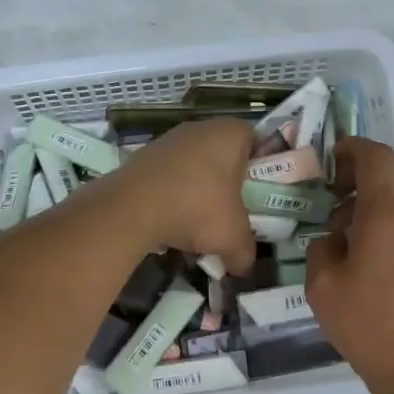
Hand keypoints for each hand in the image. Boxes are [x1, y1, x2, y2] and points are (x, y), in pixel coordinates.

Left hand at [112, 118, 257, 273]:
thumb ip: (245, 252)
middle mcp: (201, 127)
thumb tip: (244, 267)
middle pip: (223, 154)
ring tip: (197, 223)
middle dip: (226, 183)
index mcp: (231, 133)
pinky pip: (168, 174)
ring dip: (197, 190)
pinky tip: (169, 221)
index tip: (257, 194)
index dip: (260, 167)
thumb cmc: (197, 208)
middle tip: (230, 211)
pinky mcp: (144, 154)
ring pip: (194, 164)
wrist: (133, 207)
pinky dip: (172, 194)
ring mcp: (169, 138)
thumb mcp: (233, 238)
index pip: (256, 141)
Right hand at [307, 137, 393, 393]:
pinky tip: (366, 261)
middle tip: (331, 193)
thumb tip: (333, 240)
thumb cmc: (369, 324)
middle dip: (360, 174)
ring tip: (342, 234)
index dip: (352, 148)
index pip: (377, 157)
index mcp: (386, 214)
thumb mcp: (322, 286)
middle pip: (392, 174)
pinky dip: (386, 227)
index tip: (329, 160)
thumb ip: (321, 249)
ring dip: (372, 203)